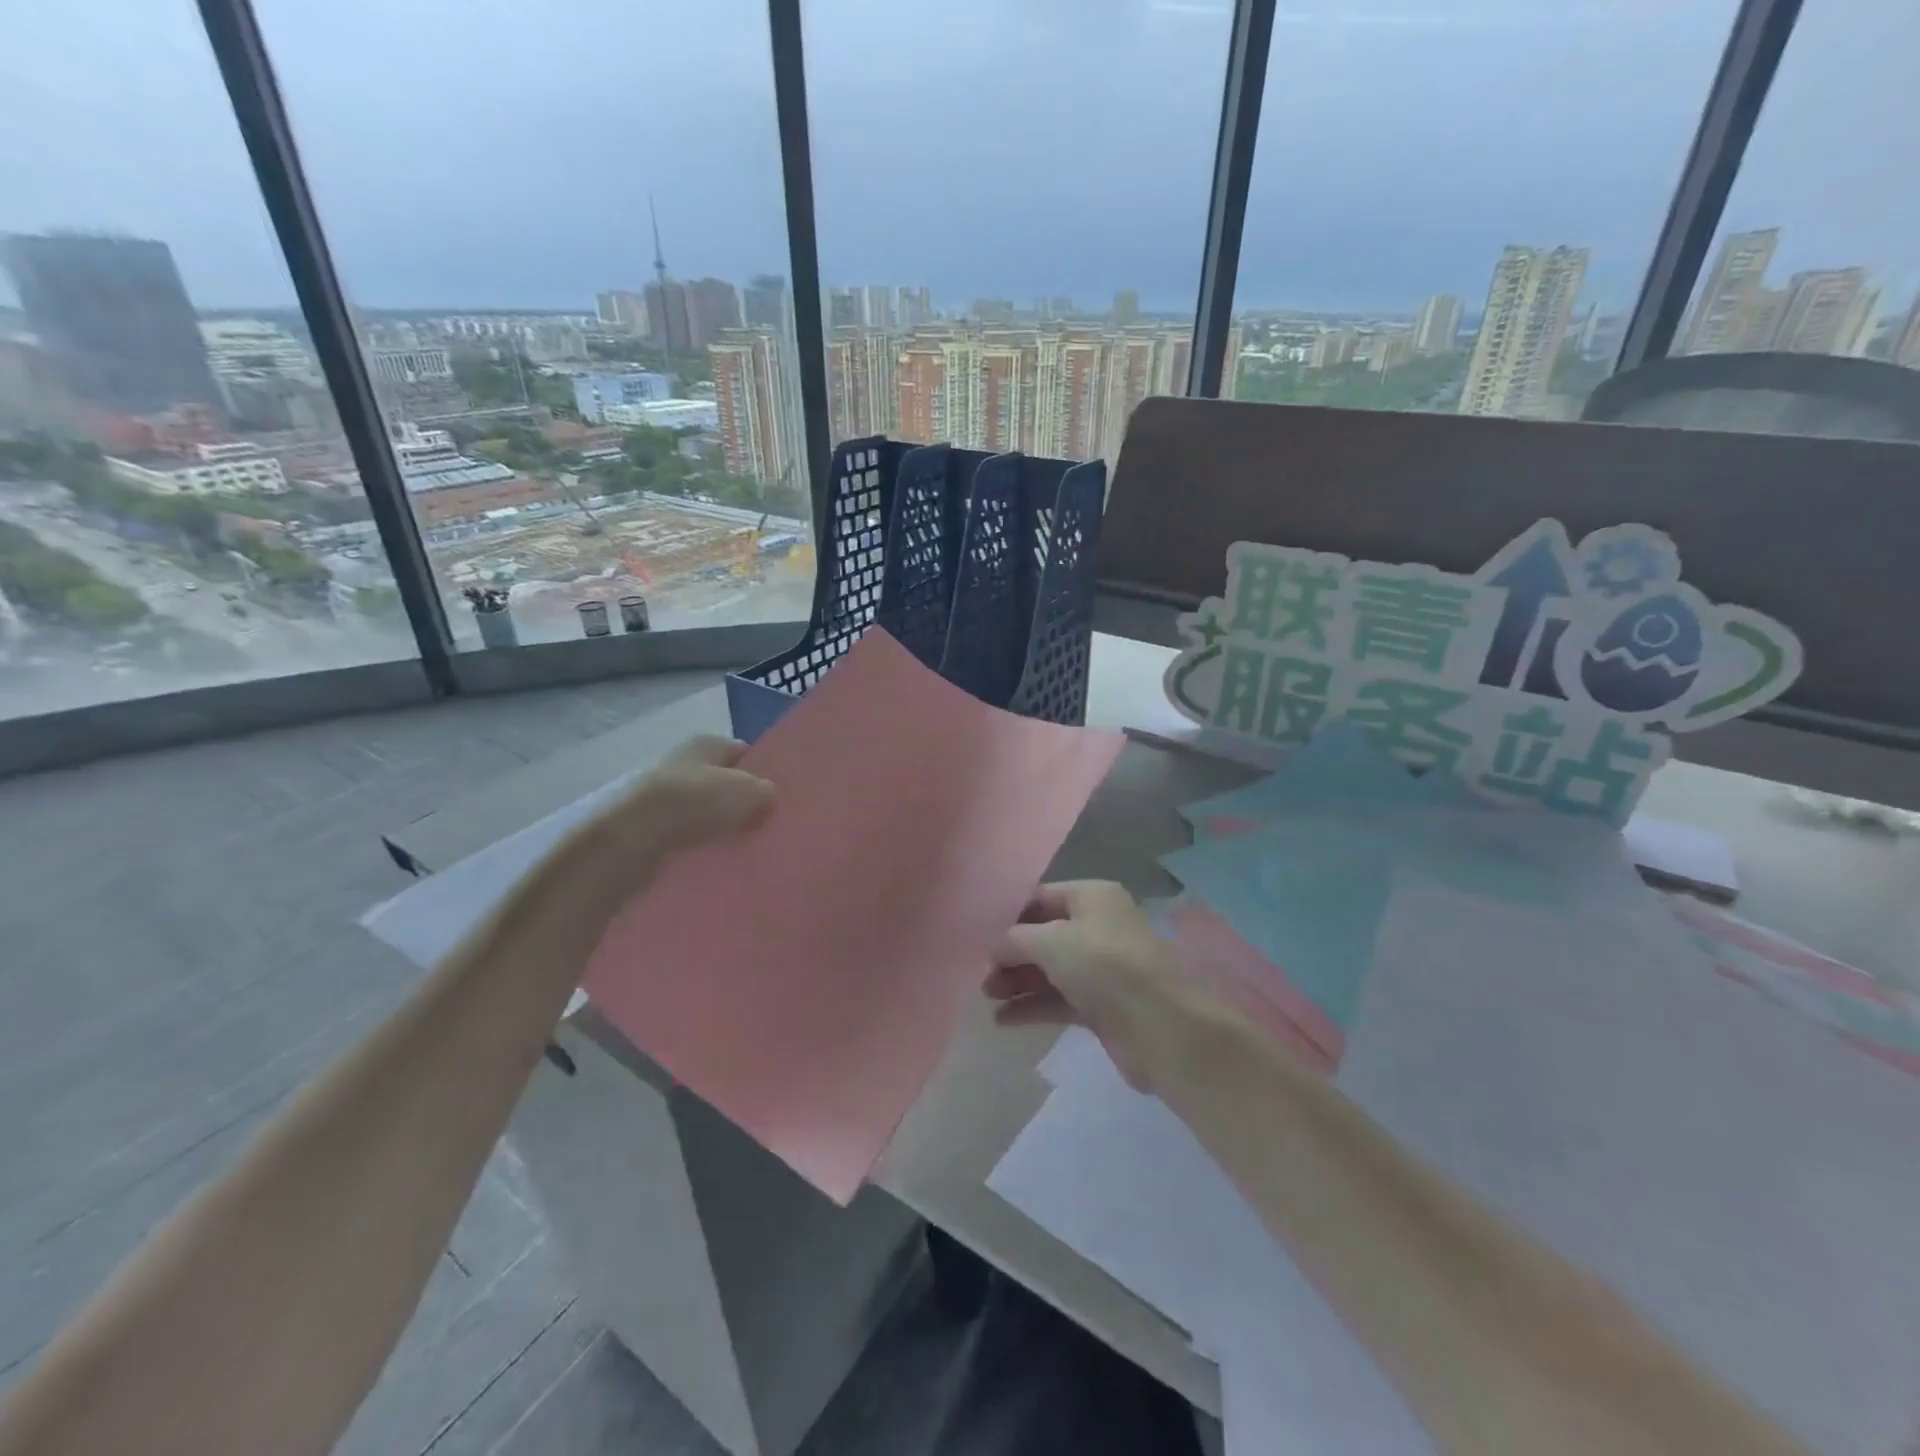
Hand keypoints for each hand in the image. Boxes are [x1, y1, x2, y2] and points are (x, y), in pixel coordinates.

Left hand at [574, 736, 774, 892]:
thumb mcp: (748, 791)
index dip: (763, 773)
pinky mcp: (650, 830)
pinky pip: (687, 837)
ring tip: (744, 849)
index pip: (744, 753)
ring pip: (706, 813)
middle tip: (766, 827)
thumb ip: (766, 792)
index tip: (779, 799)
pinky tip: (717, 862)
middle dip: (743, 805)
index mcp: (706, 743)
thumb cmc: (694, 803)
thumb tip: (767, 799)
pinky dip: (701, 847)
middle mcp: (683, 763)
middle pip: (724, 784)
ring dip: (721, 829)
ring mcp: (663, 797)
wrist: (631, 839)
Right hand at [984, 880, 1204, 1091]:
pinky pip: (1059, 999)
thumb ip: (1015, 939)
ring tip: (987, 997)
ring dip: (1018, 981)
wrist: (1161, 1027)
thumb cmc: (1103, 966)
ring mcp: (1102, 968)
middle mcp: (1099, 927)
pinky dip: (1033, 1006)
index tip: (980, 935)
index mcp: (1093, 897)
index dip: (1011, 915)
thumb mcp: (1051, 942)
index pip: (1042, 897)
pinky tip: (1003, 1020)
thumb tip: (996, 946)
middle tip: (983, 975)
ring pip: (1051, 969)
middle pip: (1045, 935)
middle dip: (1012, 953)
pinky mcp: (1102, 1005)